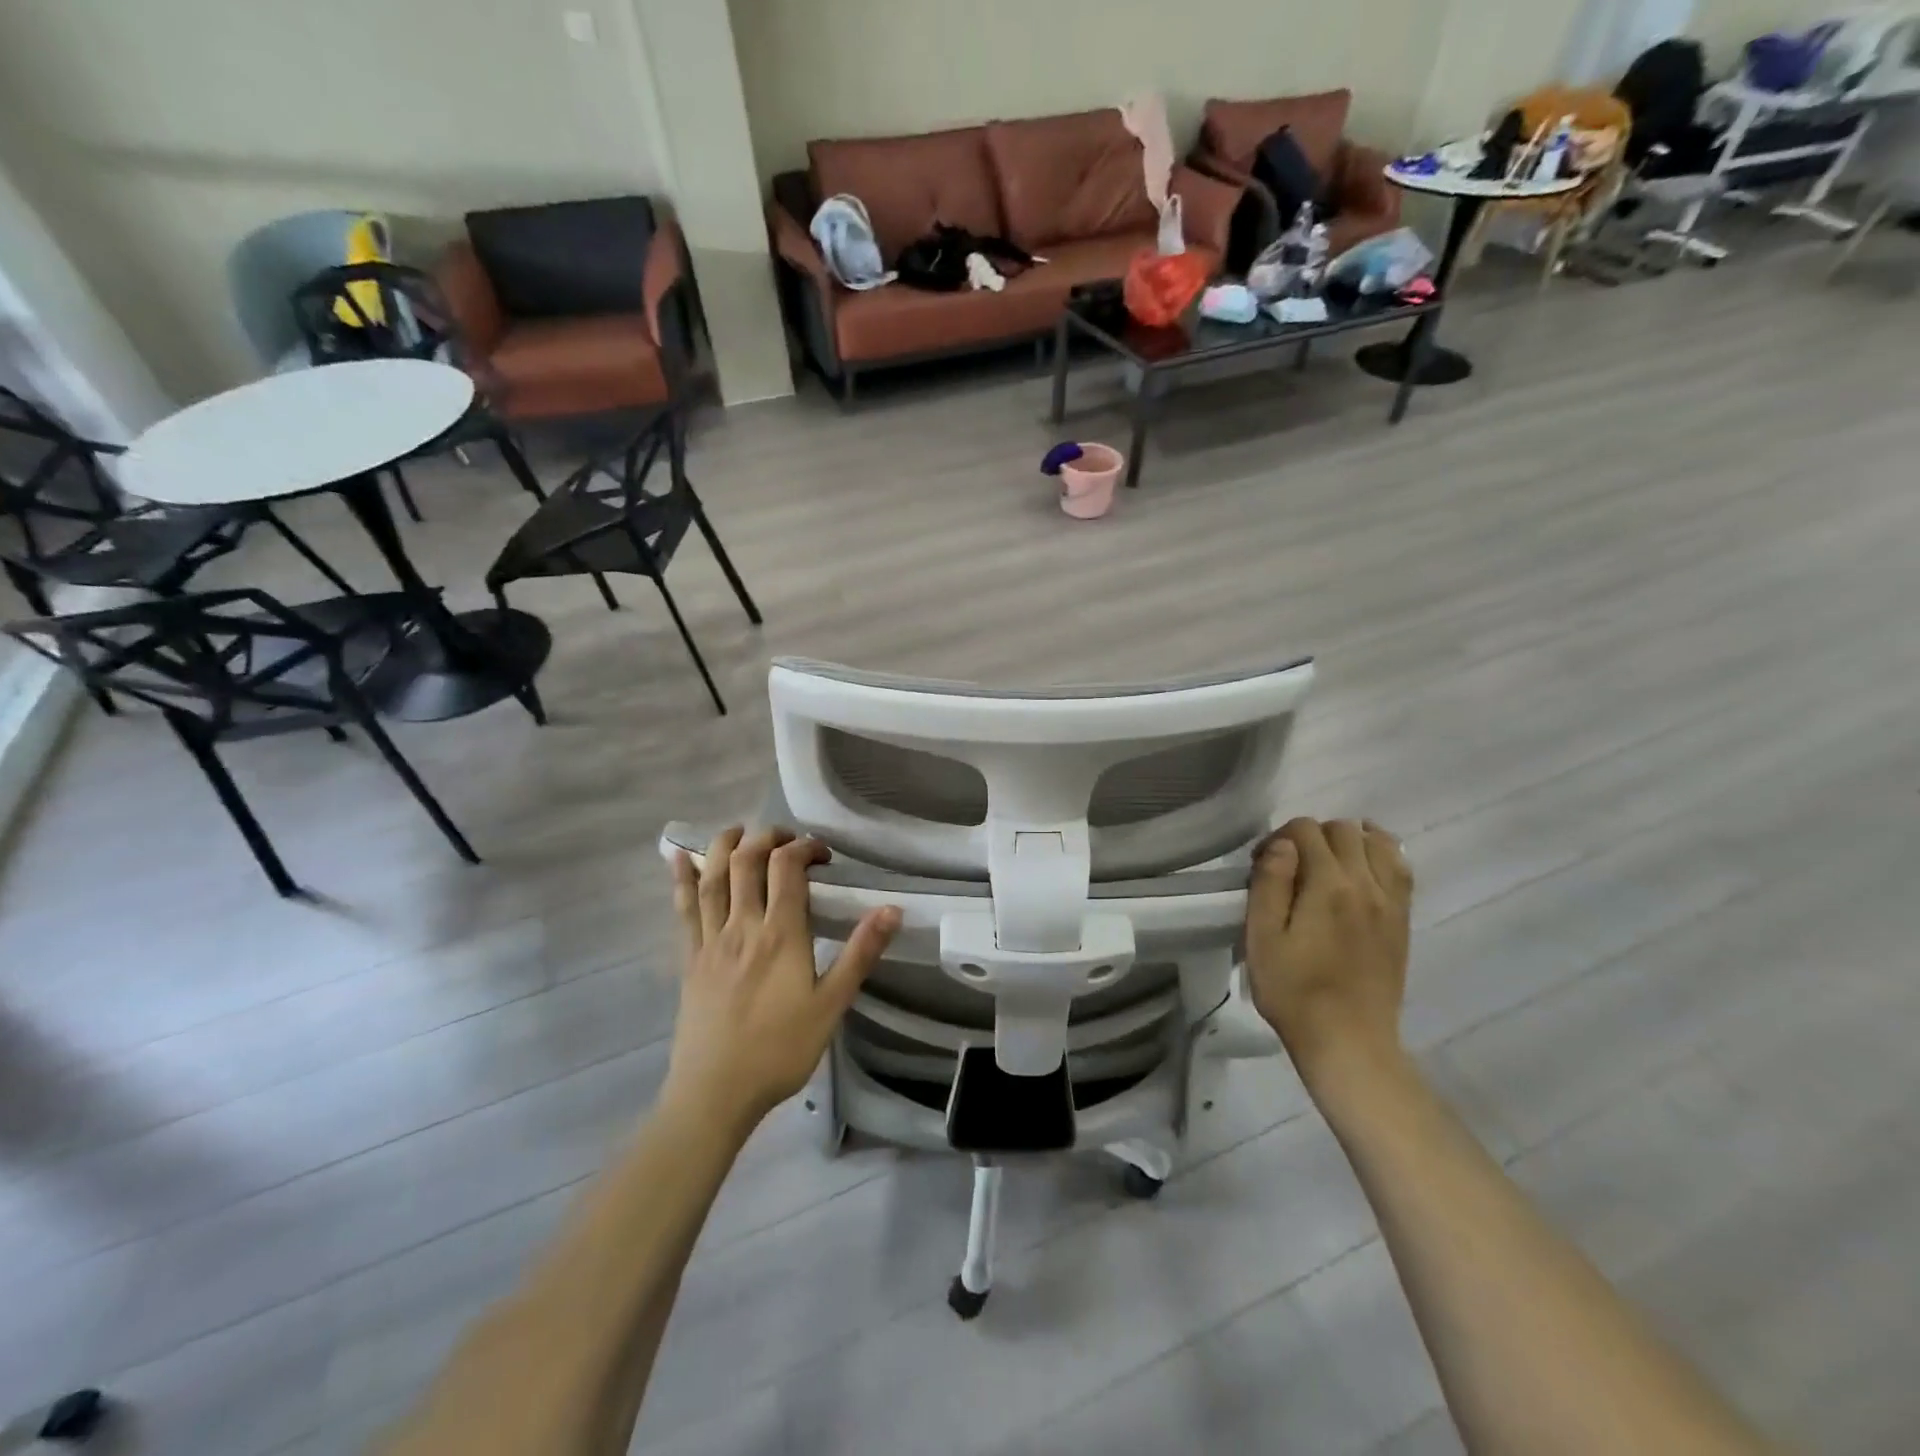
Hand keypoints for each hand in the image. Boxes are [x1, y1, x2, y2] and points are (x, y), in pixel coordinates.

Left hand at [665, 827, 900, 1134]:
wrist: (715, 1093)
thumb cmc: (780, 1051)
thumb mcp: (831, 1005)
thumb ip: (860, 954)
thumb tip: (891, 909)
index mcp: (780, 935)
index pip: (788, 869)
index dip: (804, 847)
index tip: (823, 854)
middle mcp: (742, 926)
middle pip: (747, 862)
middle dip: (766, 837)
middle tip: (785, 838)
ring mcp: (710, 941)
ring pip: (713, 878)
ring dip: (724, 845)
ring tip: (738, 830)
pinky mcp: (689, 959)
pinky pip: (683, 909)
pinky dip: (682, 879)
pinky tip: (680, 859)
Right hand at [1244, 818, 1413, 1085]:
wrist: (1348, 1041)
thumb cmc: (1294, 991)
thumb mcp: (1262, 937)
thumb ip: (1270, 883)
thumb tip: (1282, 845)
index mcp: (1329, 886)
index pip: (1306, 830)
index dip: (1278, 838)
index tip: (1261, 864)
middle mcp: (1367, 884)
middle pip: (1343, 830)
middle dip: (1312, 835)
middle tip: (1290, 865)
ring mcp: (1391, 902)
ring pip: (1379, 842)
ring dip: (1350, 840)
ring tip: (1327, 861)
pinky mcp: (1402, 920)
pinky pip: (1400, 868)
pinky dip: (1381, 855)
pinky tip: (1362, 869)